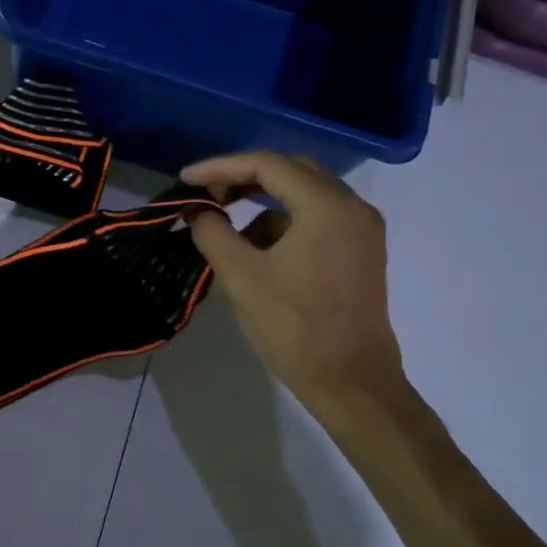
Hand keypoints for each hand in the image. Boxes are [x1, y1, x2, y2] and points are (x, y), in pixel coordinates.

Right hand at [181, 152, 407, 416]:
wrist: (350, 381)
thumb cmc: (293, 326)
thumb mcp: (240, 276)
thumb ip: (212, 232)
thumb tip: (196, 211)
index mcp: (326, 206)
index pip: (266, 165)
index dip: (219, 167)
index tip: (185, 180)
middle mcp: (351, 207)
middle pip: (289, 172)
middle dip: (242, 179)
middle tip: (205, 196)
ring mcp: (361, 229)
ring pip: (303, 195)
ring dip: (261, 204)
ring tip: (226, 231)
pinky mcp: (359, 251)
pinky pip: (315, 219)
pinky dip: (282, 224)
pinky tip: (257, 252)